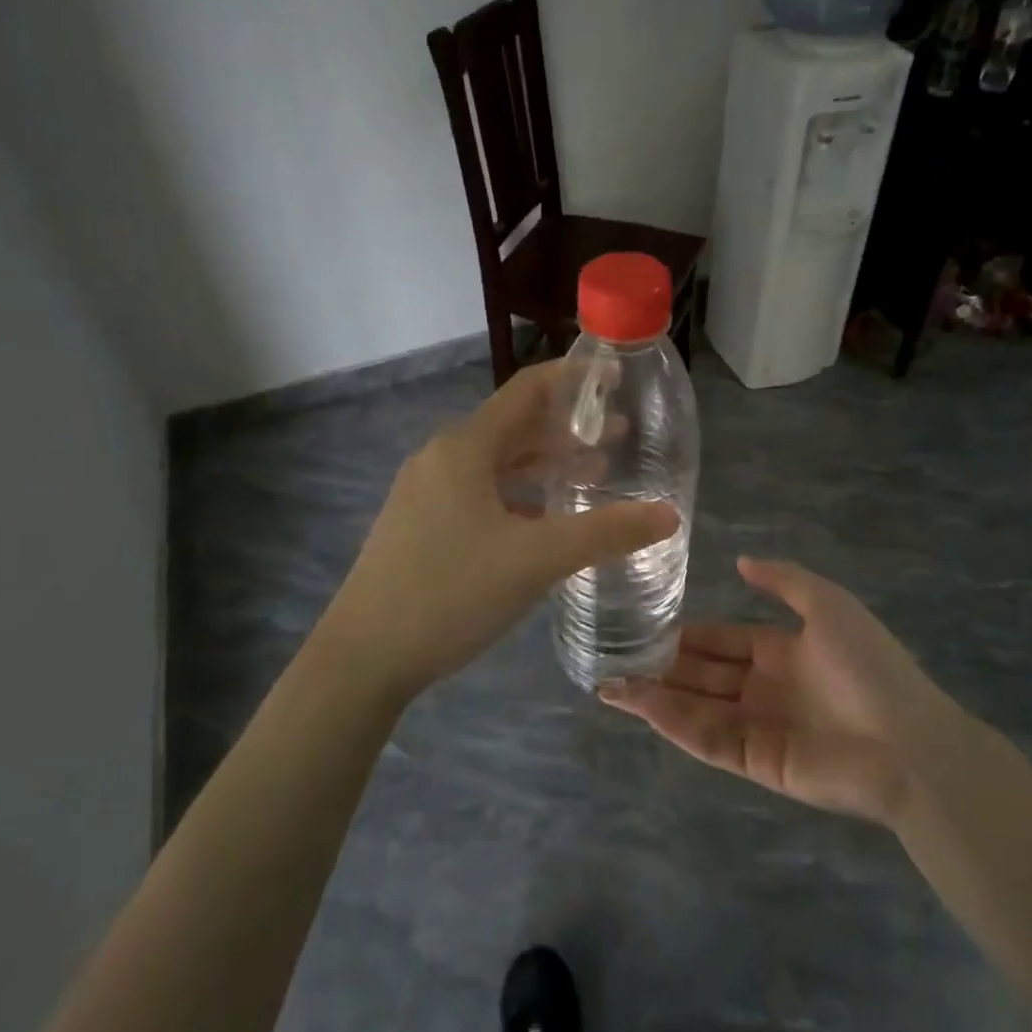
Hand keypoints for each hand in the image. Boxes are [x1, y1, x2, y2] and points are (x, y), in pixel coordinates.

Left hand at [314, 361, 678, 704]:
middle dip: (568, 429)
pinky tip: (543, 520)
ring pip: (497, 463)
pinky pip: (479, 491)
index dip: (573, 379)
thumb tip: (669, 514)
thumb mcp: (538, 559)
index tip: (614, 377)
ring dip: (544, 464)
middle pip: (515, 427)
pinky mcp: (420, 523)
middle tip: (620, 436)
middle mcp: (442, 457)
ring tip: (594, 474)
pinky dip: (518, 493)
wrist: (363, 654)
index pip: (527, 390)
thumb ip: (606, 533)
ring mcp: (426, 491)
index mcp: (466, 447)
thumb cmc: (451, 592)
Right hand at [601, 558, 953, 824]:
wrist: (909, 743)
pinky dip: (675, 724)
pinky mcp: (757, 762)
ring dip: (655, 696)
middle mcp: (764, 688)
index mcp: (780, 651)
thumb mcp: (828, 605)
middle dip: (661, 665)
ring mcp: (759, 727)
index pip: (721, 640)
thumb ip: (783, 580)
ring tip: (610, 684)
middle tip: (614, 656)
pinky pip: (709, 739)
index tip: (645, 624)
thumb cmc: (868, 665)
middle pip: (702, 674)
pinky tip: (643, 707)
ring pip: (696, 707)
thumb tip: (740, 561)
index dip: (686, 633)